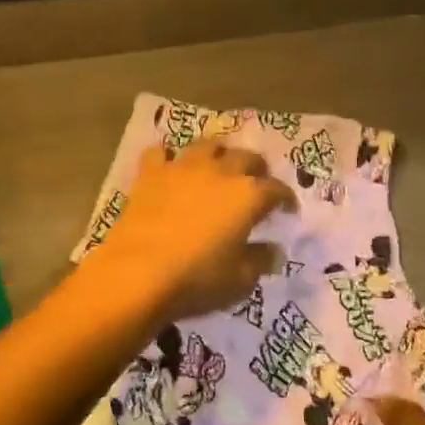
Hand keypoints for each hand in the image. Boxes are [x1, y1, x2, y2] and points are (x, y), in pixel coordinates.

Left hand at [84, 141, 296, 322]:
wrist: (137, 273)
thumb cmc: (196, 279)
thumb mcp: (240, 280)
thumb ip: (260, 261)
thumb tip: (272, 250)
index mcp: (248, 196)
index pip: (276, 189)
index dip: (286, 198)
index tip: (287, 210)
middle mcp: (219, 171)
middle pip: (246, 156)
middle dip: (256, 168)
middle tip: (256, 182)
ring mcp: (183, 167)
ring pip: (207, 144)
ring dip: (218, 153)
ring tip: (218, 166)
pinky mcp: (151, 173)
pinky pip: (161, 152)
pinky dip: (168, 157)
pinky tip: (169, 167)